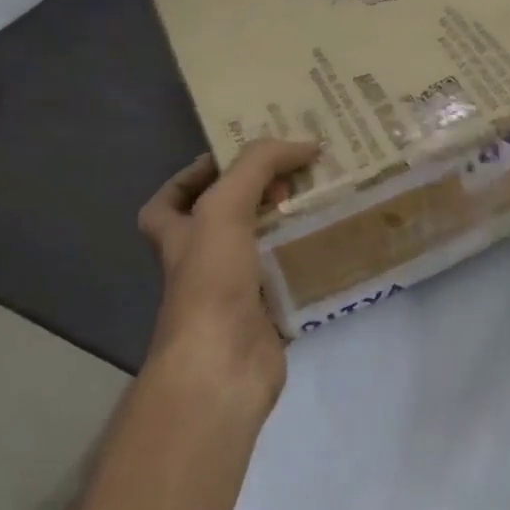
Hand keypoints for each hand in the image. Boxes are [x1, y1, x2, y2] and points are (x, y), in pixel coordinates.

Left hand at [136, 138, 320, 411]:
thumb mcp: (223, 208)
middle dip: (260, 194)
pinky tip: (339, 240)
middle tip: (301, 171)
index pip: (170, 199)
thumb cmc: (210, 282)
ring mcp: (237, 289)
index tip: (238, 158)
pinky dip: (312, 260)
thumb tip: (306, 143)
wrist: (222, 365)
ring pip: (265, 246)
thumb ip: (257, 167)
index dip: (194, 175)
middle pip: (227, 218)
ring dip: (291, 224)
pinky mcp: (270, 312)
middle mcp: (204, 260)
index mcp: (179, 236)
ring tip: (328, 196)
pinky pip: (293, 277)